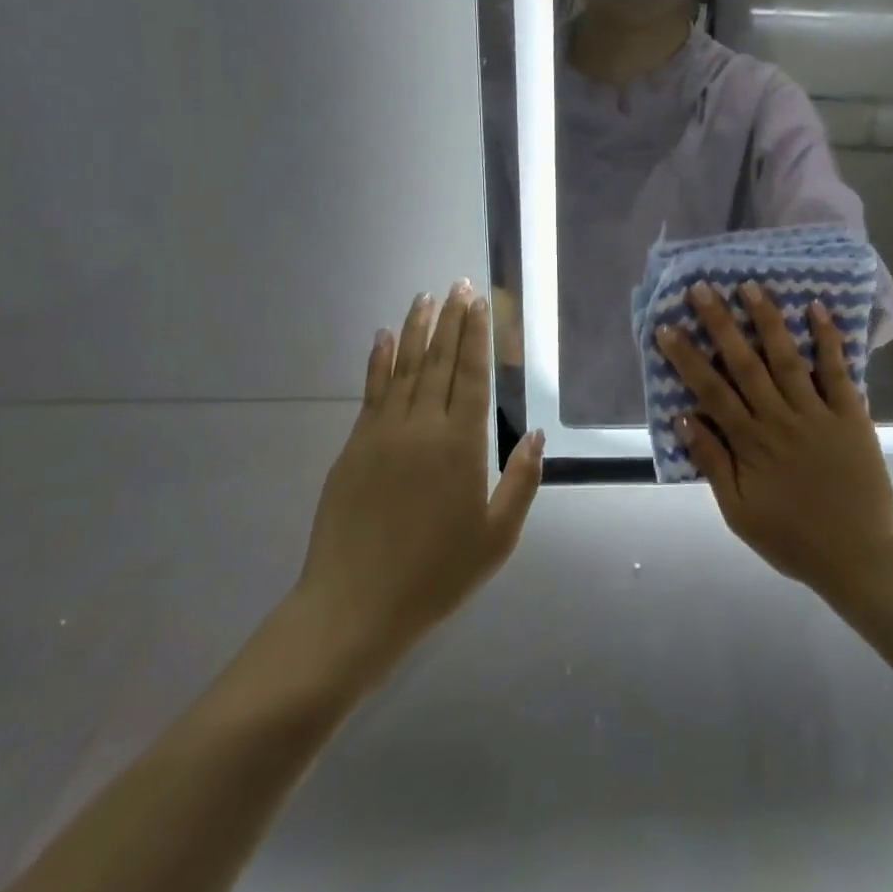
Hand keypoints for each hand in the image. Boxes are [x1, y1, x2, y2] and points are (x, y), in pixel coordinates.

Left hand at [297, 282, 543, 695]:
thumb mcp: (497, 537)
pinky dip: (378, 361)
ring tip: (424, 297)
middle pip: (438, 361)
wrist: (355, 606)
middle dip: (450, 320)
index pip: (471, 374)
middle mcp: (422, 427)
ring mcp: (383, 433)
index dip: (476, 335)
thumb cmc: (436, 574)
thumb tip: (537, 436)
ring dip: (415, 329)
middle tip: (457, 285)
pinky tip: (382, 338)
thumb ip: (521, 482)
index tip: (478, 302)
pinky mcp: (354, 446)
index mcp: (461, 445)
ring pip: (403, 368)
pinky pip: (371, 391)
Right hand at [656, 282, 892, 602]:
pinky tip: (815, 308)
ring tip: (750, 286)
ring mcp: (817, 413)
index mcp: (750, 443)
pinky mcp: (851, 415)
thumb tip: (683, 418)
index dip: (687, 358)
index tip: (667, 327)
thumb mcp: (739, 513)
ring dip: (767, 320)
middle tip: (702, 288)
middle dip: (721, 324)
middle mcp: (780, 419)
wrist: (860, 557)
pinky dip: (827, 339)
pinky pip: (838, 371)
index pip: (711, 391)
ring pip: (786, 358)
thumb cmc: (793, 539)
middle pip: (744, 363)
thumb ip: (712, 463)